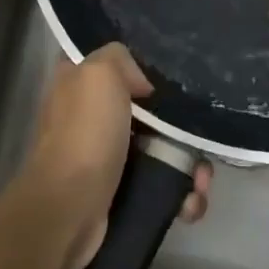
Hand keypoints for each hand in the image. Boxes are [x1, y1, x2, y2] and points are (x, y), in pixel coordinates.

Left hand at [13, 43, 210, 268]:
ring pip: (161, 151)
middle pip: (149, 111)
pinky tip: (189, 203)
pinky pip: (160, 187)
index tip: (172, 78)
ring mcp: (106, 157)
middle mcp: (91, 117)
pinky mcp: (120, 192)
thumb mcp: (98, 74)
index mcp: (78, 83)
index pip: (114, 64)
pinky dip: (180, 196)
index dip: (144, 68)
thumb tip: (142, 84)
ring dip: (189, 168)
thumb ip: (119, 59)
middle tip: (199, 140)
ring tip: (199, 181)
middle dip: (181, 128)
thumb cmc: (85, 134)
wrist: (69, 210)